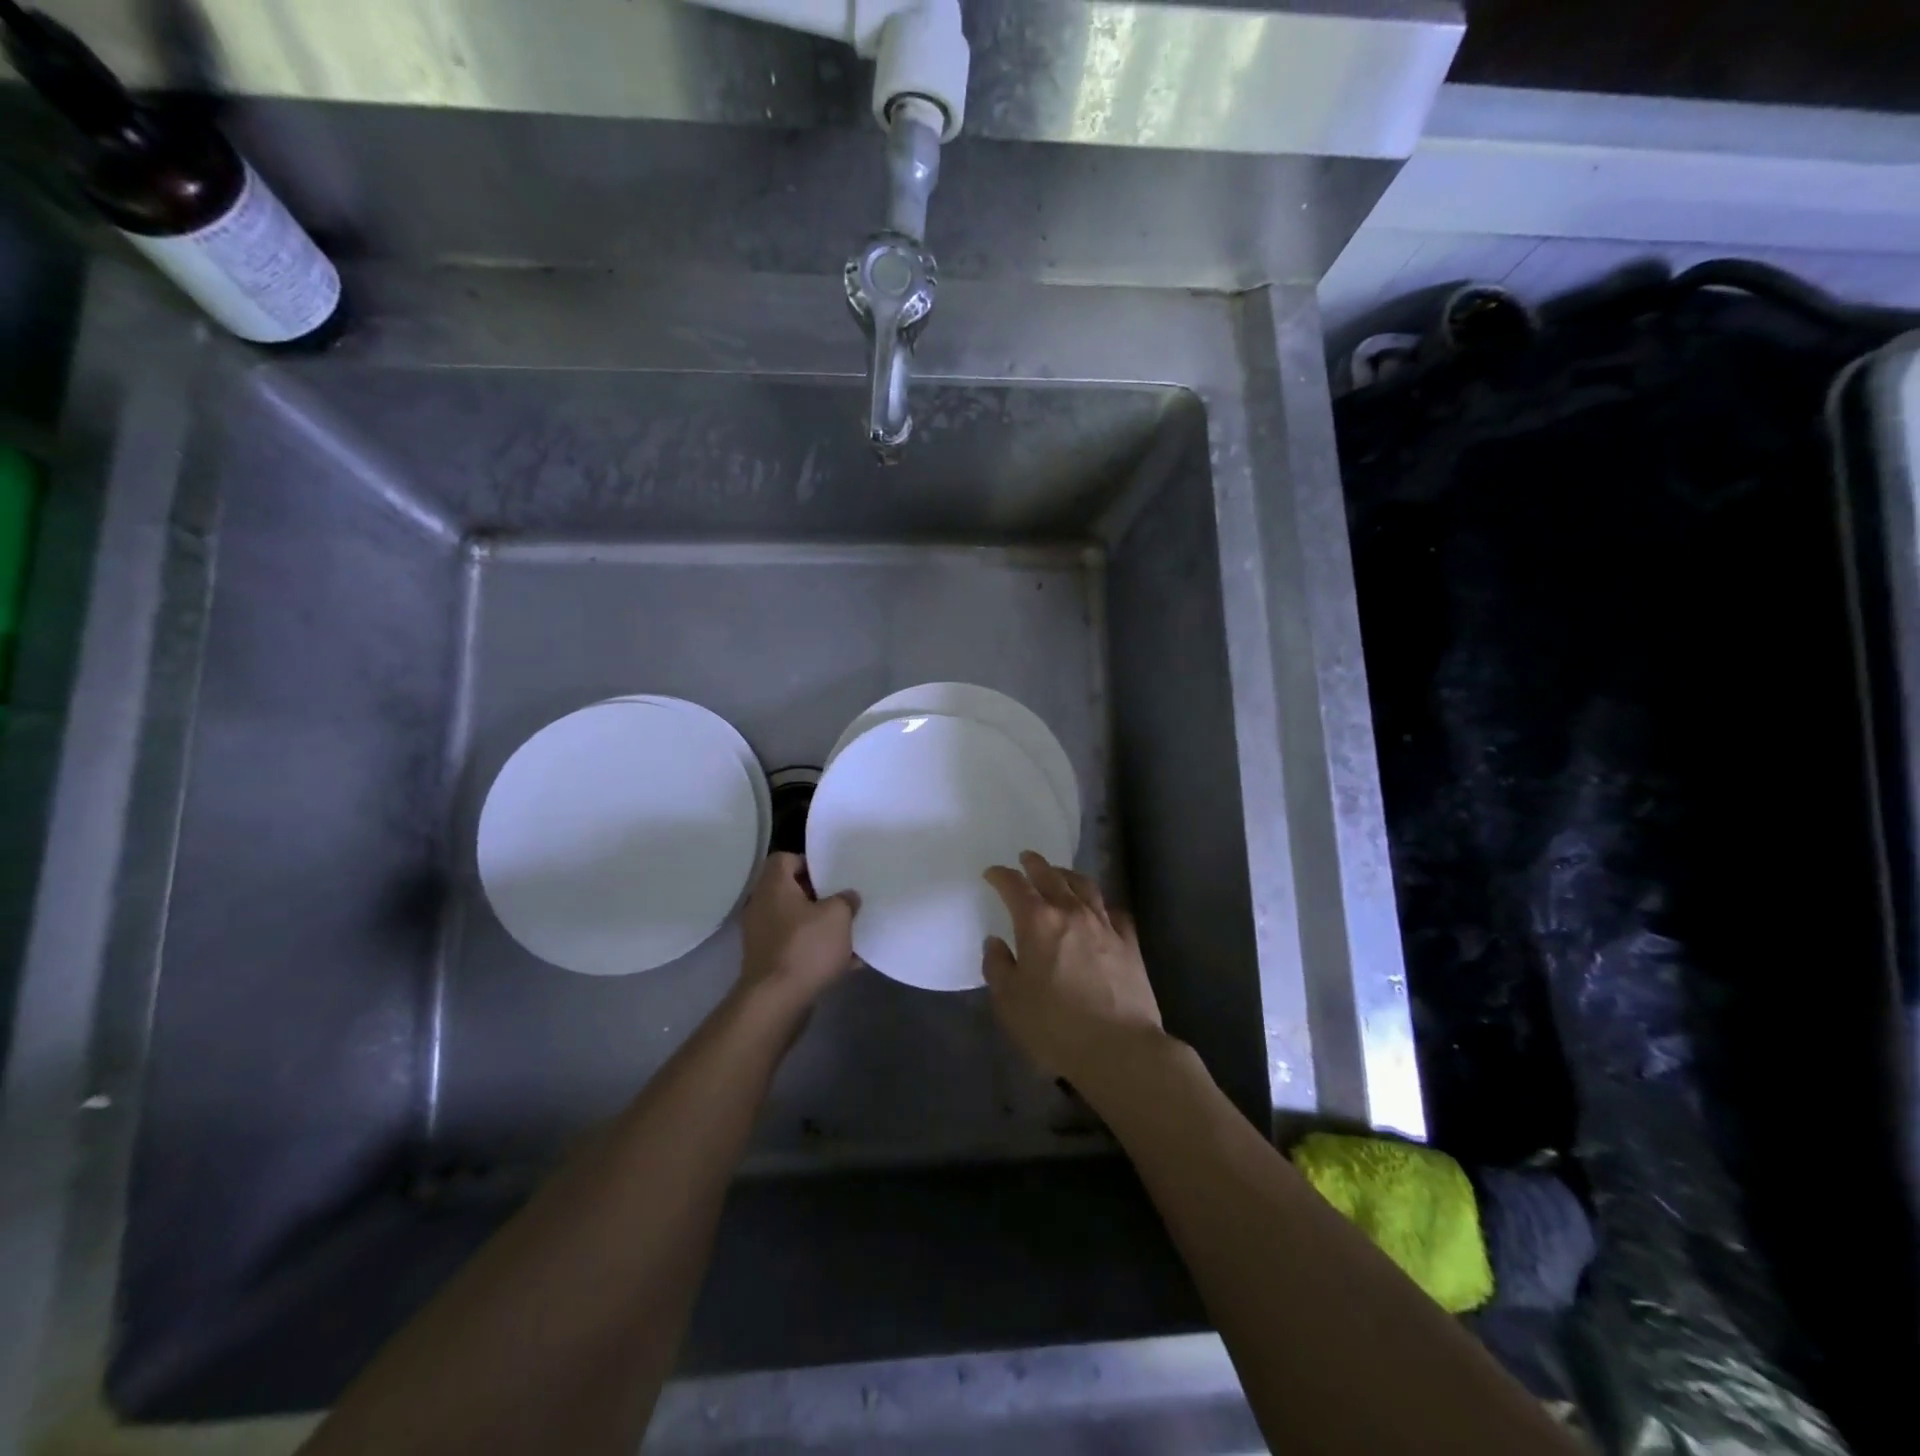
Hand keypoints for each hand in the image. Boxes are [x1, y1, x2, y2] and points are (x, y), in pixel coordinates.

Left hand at [739, 852, 857, 1014]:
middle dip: (820, 896)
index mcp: (774, 887)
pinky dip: (816, 951)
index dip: (808, 862)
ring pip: (796, 922)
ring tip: (848, 933)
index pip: (784, 859)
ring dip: (820, 926)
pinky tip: (844, 962)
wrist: (776, 1001)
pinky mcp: (769, 962)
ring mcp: (762, 937)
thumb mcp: (838, 916)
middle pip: (791, 891)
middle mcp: (762, 907)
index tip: (832, 874)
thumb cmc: (806, 947)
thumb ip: (846, 900)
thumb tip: (847, 897)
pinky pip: (796, 948)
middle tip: (844, 901)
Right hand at [982, 852, 1166, 1089]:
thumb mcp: (1009, 1001)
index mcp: (1038, 922)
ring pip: (1085, 886)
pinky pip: (1113, 911)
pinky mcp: (1129, 942)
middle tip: (1026, 859)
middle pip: (1052, 877)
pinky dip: (1101, 904)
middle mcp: (1071, 912)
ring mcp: (1104, 925)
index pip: (1015, 886)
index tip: (992, 874)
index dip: (1001, 876)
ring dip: (1068, 875)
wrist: (1119, 1047)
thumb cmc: (1055, 1026)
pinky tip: (1099, 910)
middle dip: (1035, 865)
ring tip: (1060, 874)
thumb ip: (998, 966)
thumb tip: (996, 942)